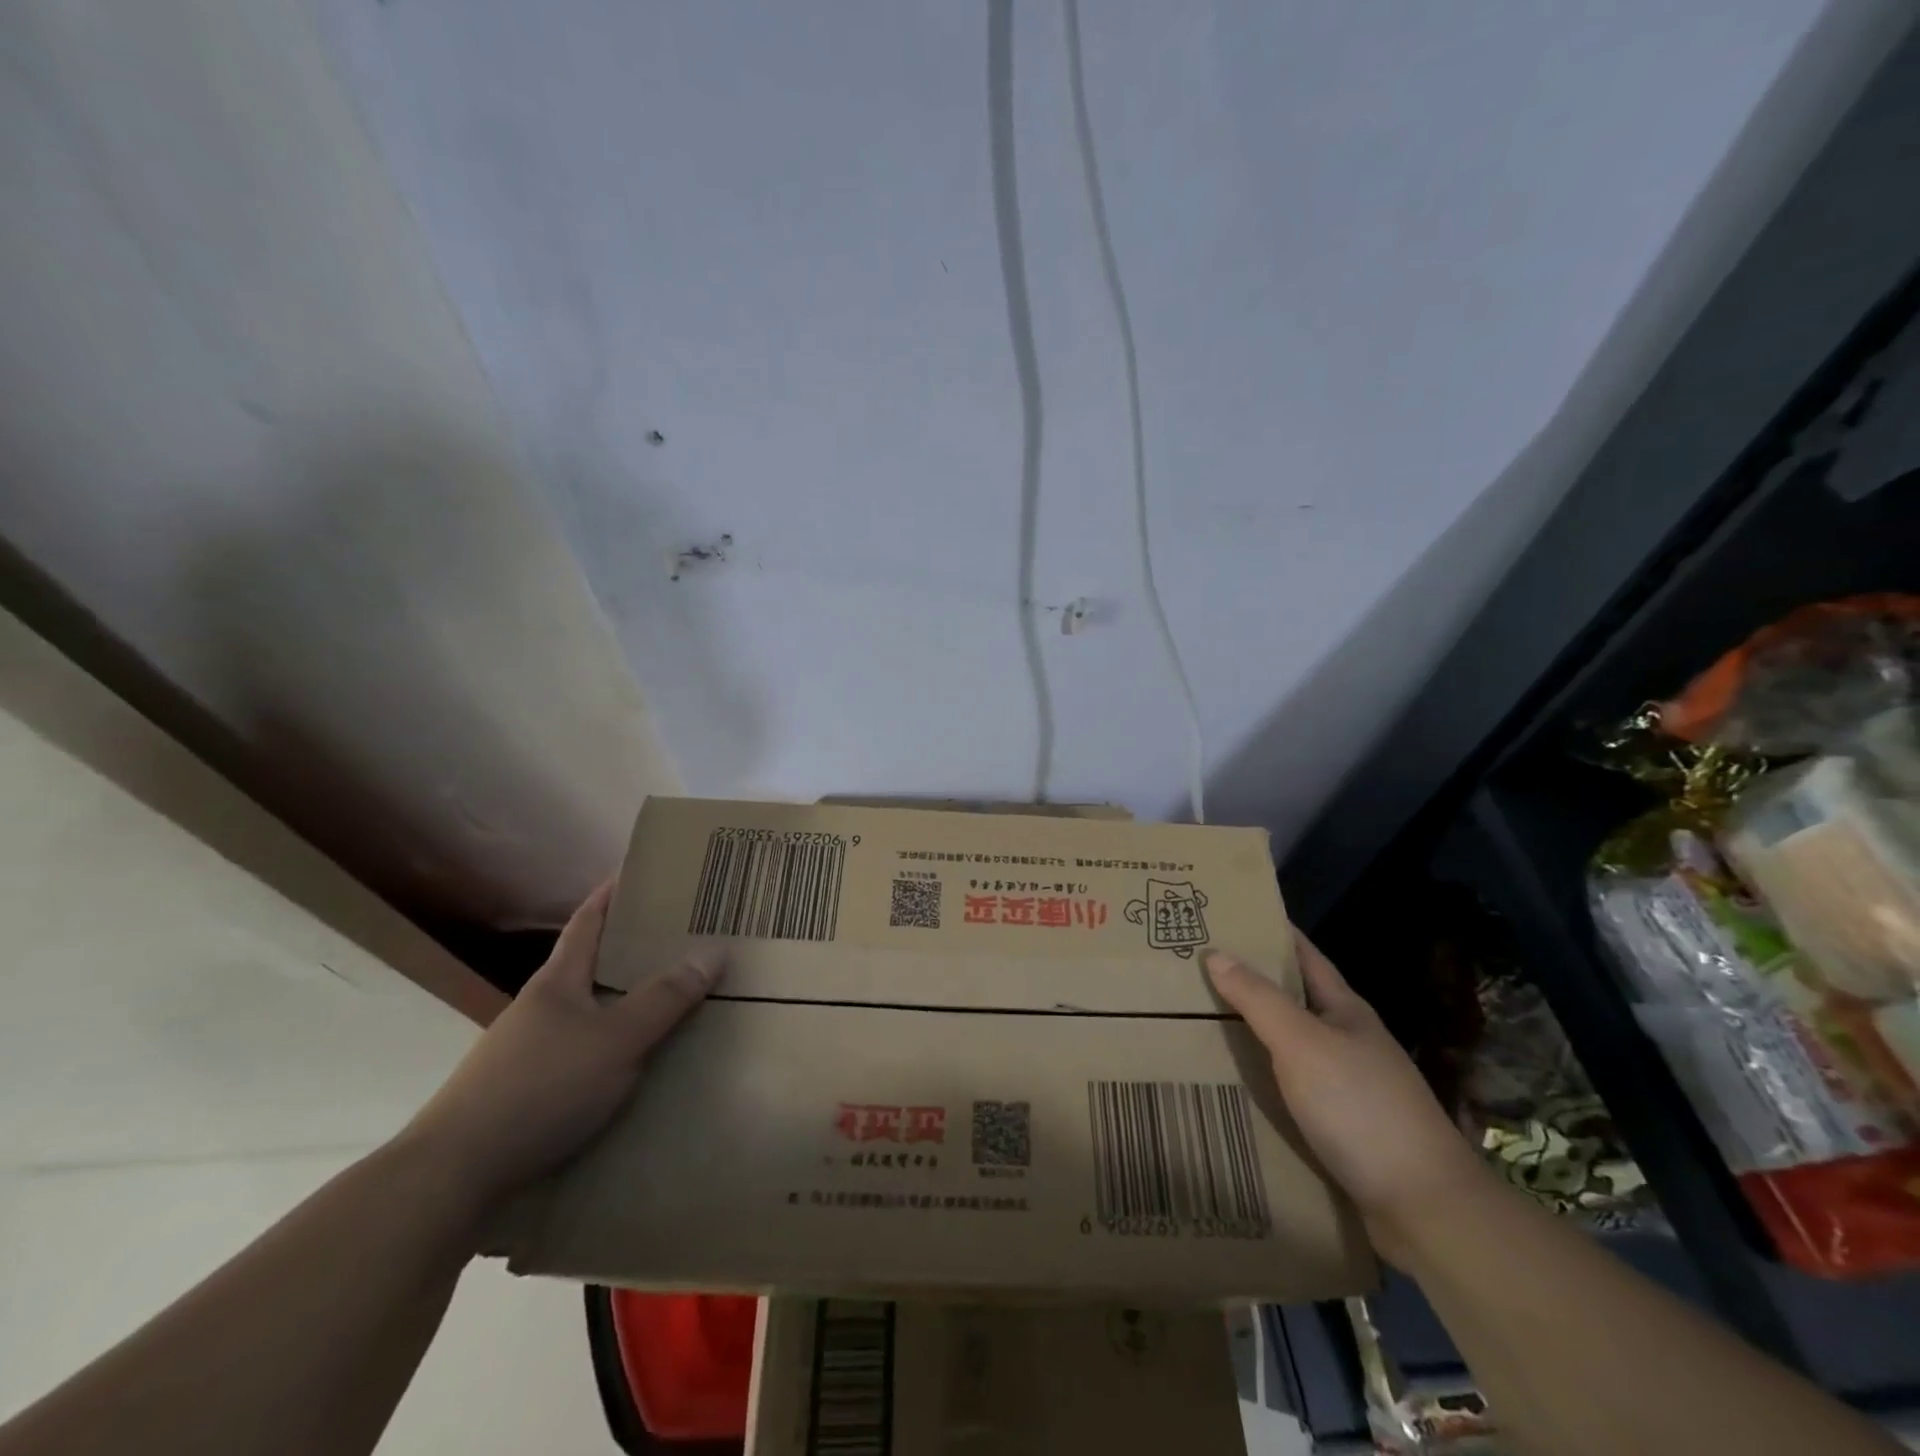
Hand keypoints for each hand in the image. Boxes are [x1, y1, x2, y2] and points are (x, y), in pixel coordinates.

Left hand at [397, 881, 722, 1208]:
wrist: (453, 1176)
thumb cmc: (541, 1088)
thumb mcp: (616, 1040)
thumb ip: (665, 999)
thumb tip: (713, 951)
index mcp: (558, 982)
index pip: (588, 922)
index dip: (612, 894)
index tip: (641, 872)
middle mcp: (540, 1008)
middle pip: (590, 965)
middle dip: (631, 950)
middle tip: (680, 939)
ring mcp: (528, 1051)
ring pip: (587, 1012)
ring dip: (623, 1001)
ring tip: (668, 1001)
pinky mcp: (525, 1092)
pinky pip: (582, 1053)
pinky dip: (612, 1046)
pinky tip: (633, 1066)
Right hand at [1206, 936, 1485, 1264]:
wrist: (1423, 1206)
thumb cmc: (1360, 1107)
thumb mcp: (1302, 1043)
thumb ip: (1258, 999)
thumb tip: (1216, 953)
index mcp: (1345, 1011)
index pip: (1305, 956)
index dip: (1272, 933)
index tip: (1230, 916)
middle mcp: (1347, 1041)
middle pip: (1293, 1000)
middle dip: (1251, 983)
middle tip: (1196, 968)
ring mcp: (1347, 1086)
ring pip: (1289, 1047)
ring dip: (1252, 1033)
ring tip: (1199, 1020)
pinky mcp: (1340, 1127)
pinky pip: (1289, 1089)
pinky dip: (1260, 1079)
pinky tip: (1232, 1083)